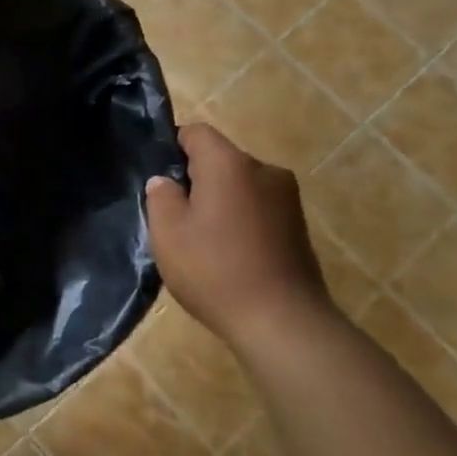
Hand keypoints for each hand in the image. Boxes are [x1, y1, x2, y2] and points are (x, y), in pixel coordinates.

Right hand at [146, 124, 330, 341]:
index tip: (157, 178)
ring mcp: (287, 199)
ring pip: (239, 186)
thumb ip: (161, 196)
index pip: (196, 132)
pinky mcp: (298, 227)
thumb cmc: (216, 270)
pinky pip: (257, 208)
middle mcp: (265, 170)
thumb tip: (165, 181)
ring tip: (200, 239)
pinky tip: (227, 254)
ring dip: (219, 202)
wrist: (283, 323)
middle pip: (220, 159)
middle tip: (172, 214)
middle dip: (195, 179)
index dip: (171, 147)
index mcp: (230, 164)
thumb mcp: (168, 232)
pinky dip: (239, 221)